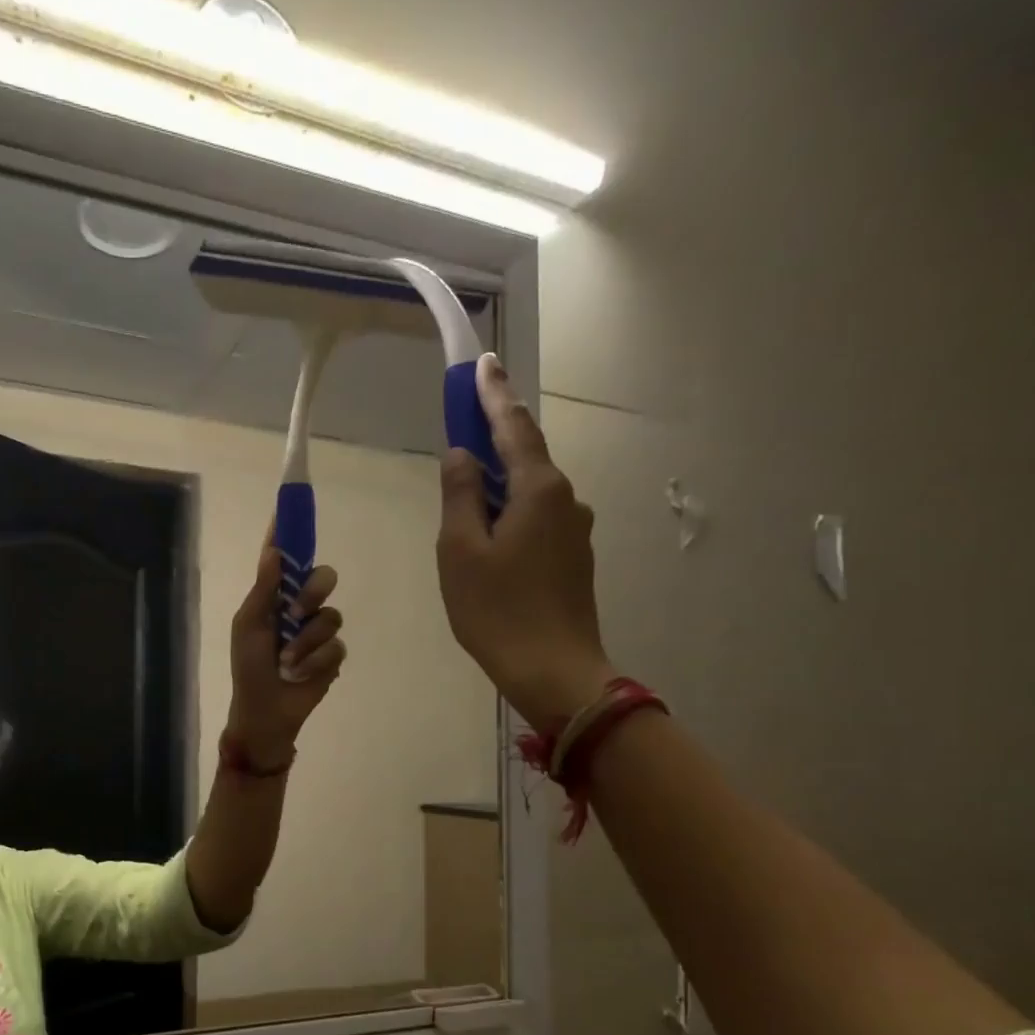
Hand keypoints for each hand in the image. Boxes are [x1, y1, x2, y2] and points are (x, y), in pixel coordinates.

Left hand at [225, 536, 345, 771]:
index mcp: (274, 598)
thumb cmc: (248, 668)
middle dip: (312, 593)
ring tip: (288, 663)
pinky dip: (315, 662)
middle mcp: (299, 608)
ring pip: (331, 616)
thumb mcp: (249, 626)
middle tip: (295, 613)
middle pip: (323, 578)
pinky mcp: (333, 656)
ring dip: (306, 643)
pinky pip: (336, 646)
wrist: (265, 712)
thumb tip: (274, 550)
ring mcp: (318, 632)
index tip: (291, 504)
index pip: (285, 559)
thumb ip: (263, 589)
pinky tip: (300, 675)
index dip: (289, 533)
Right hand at [436, 355, 613, 729]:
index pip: (513, 427)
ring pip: (529, 495)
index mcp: (539, 490)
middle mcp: (566, 500)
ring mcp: (574, 531)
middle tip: (462, 436)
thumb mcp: (460, 552)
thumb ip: (459, 497)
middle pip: (524, 459)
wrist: (553, 670)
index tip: (482, 363)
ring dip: (498, 490)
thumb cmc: (497, 610)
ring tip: (465, 513)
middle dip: (493, 443)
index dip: (493, 395)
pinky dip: (510, 518)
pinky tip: (489, 546)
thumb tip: (461, 456)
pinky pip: (536, 522)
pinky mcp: (573, 559)